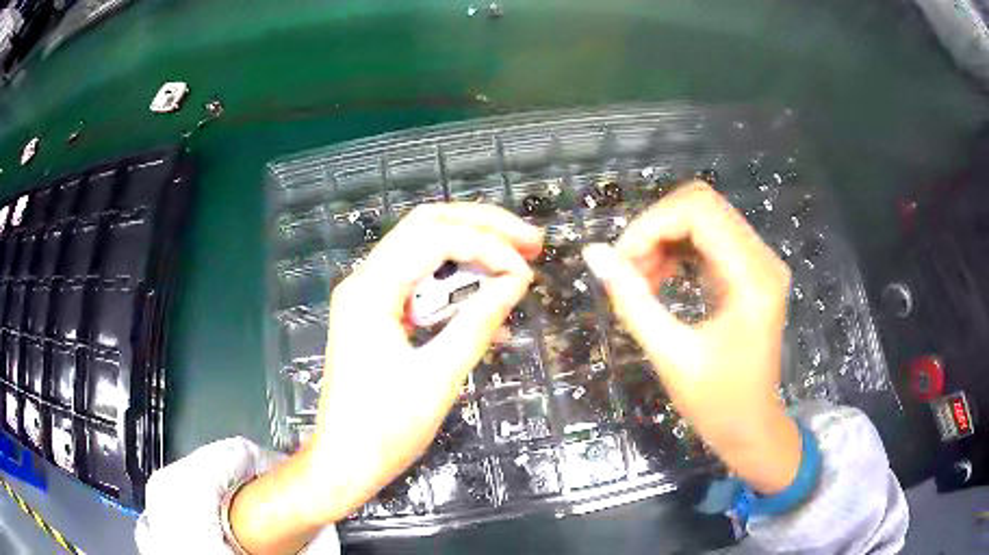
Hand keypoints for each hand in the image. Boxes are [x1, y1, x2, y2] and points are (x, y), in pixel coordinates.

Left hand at [230, 204, 540, 552]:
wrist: (344, 462)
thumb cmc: (385, 429)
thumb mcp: (439, 377)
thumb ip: (478, 323)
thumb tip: (517, 281)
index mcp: (371, 290)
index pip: (434, 239)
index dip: (487, 246)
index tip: (526, 273)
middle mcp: (364, 280)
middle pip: (426, 226)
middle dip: (482, 227)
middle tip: (531, 243)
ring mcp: (367, 296)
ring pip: (423, 250)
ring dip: (471, 250)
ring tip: (516, 263)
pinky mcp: (375, 315)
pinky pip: (419, 284)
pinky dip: (456, 285)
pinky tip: (488, 304)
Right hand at [582, 182, 799, 494]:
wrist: (752, 428)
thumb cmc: (717, 403)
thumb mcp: (670, 355)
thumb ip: (631, 300)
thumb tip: (593, 253)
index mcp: (752, 278)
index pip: (699, 211)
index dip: (651, 225)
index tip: (620, 261)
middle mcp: (763, 259)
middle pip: (702, 205)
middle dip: (655, 229)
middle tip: (628, 269)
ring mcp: (759, 263)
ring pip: (704, 218)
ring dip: (664, 239)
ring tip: (640, 279)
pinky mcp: (751, 272)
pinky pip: (709, 239)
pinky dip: (677, 250)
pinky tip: (658, 278)